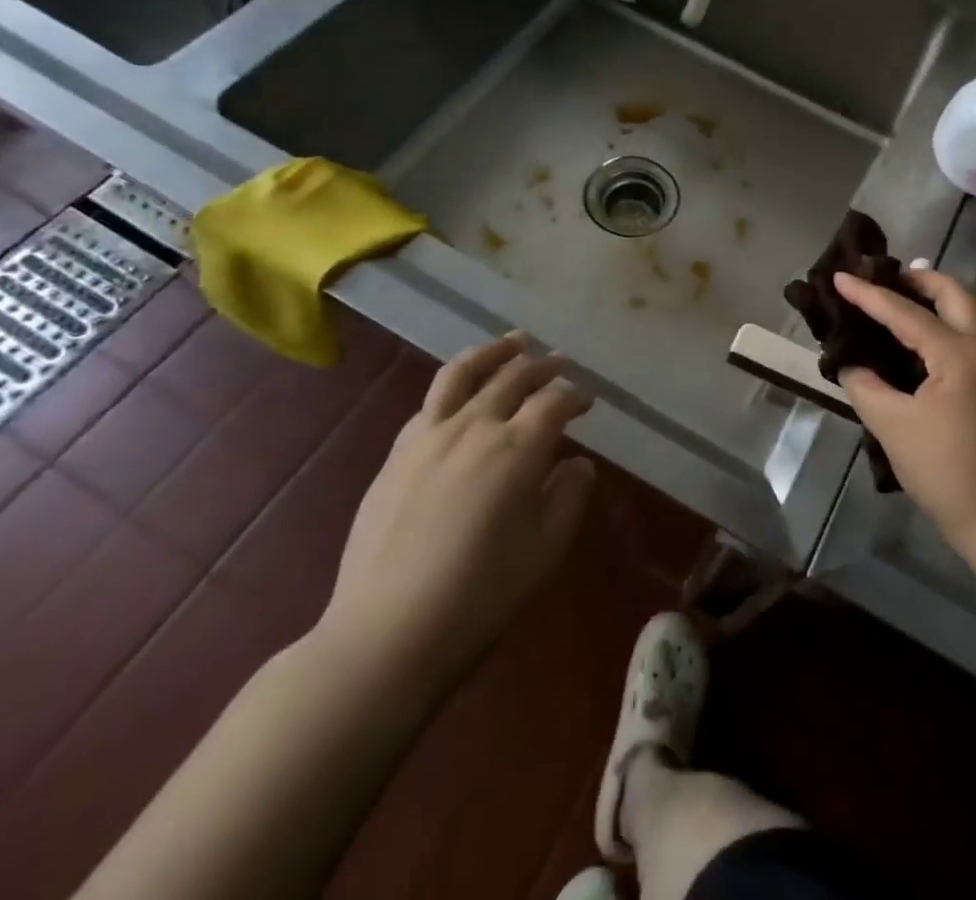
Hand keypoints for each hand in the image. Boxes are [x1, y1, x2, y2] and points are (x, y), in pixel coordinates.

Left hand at [315, 334, 596, 692]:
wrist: (387, 633)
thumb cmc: (481, 595)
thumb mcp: (545, 551)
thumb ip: (568, 497)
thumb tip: (578, 464)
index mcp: (517, 448)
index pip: (554, 401)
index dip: (576, 395)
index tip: (588, 401)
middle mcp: (475, 427)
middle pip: (514, 376)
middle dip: (543, 364)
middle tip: (560, 361)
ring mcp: (429, 435)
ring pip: (463, 372)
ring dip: (494, 352)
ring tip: (513, 342)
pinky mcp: (397, 453)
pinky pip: (430, 401)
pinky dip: (455, 384)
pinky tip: (461, 393)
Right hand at [833, 269, 975, 546]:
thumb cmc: (946, 472)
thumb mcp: (892, 427)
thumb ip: (865, 386)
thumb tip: (850, 363)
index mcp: (959, 354)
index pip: (905, 313)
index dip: (868, 295)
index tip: (840, 276)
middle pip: (954, 293)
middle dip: (917, 280)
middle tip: (883, 278)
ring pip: (972, 309)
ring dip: (939, 297)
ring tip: (905, 299)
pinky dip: (953, 318)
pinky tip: (929, 336)